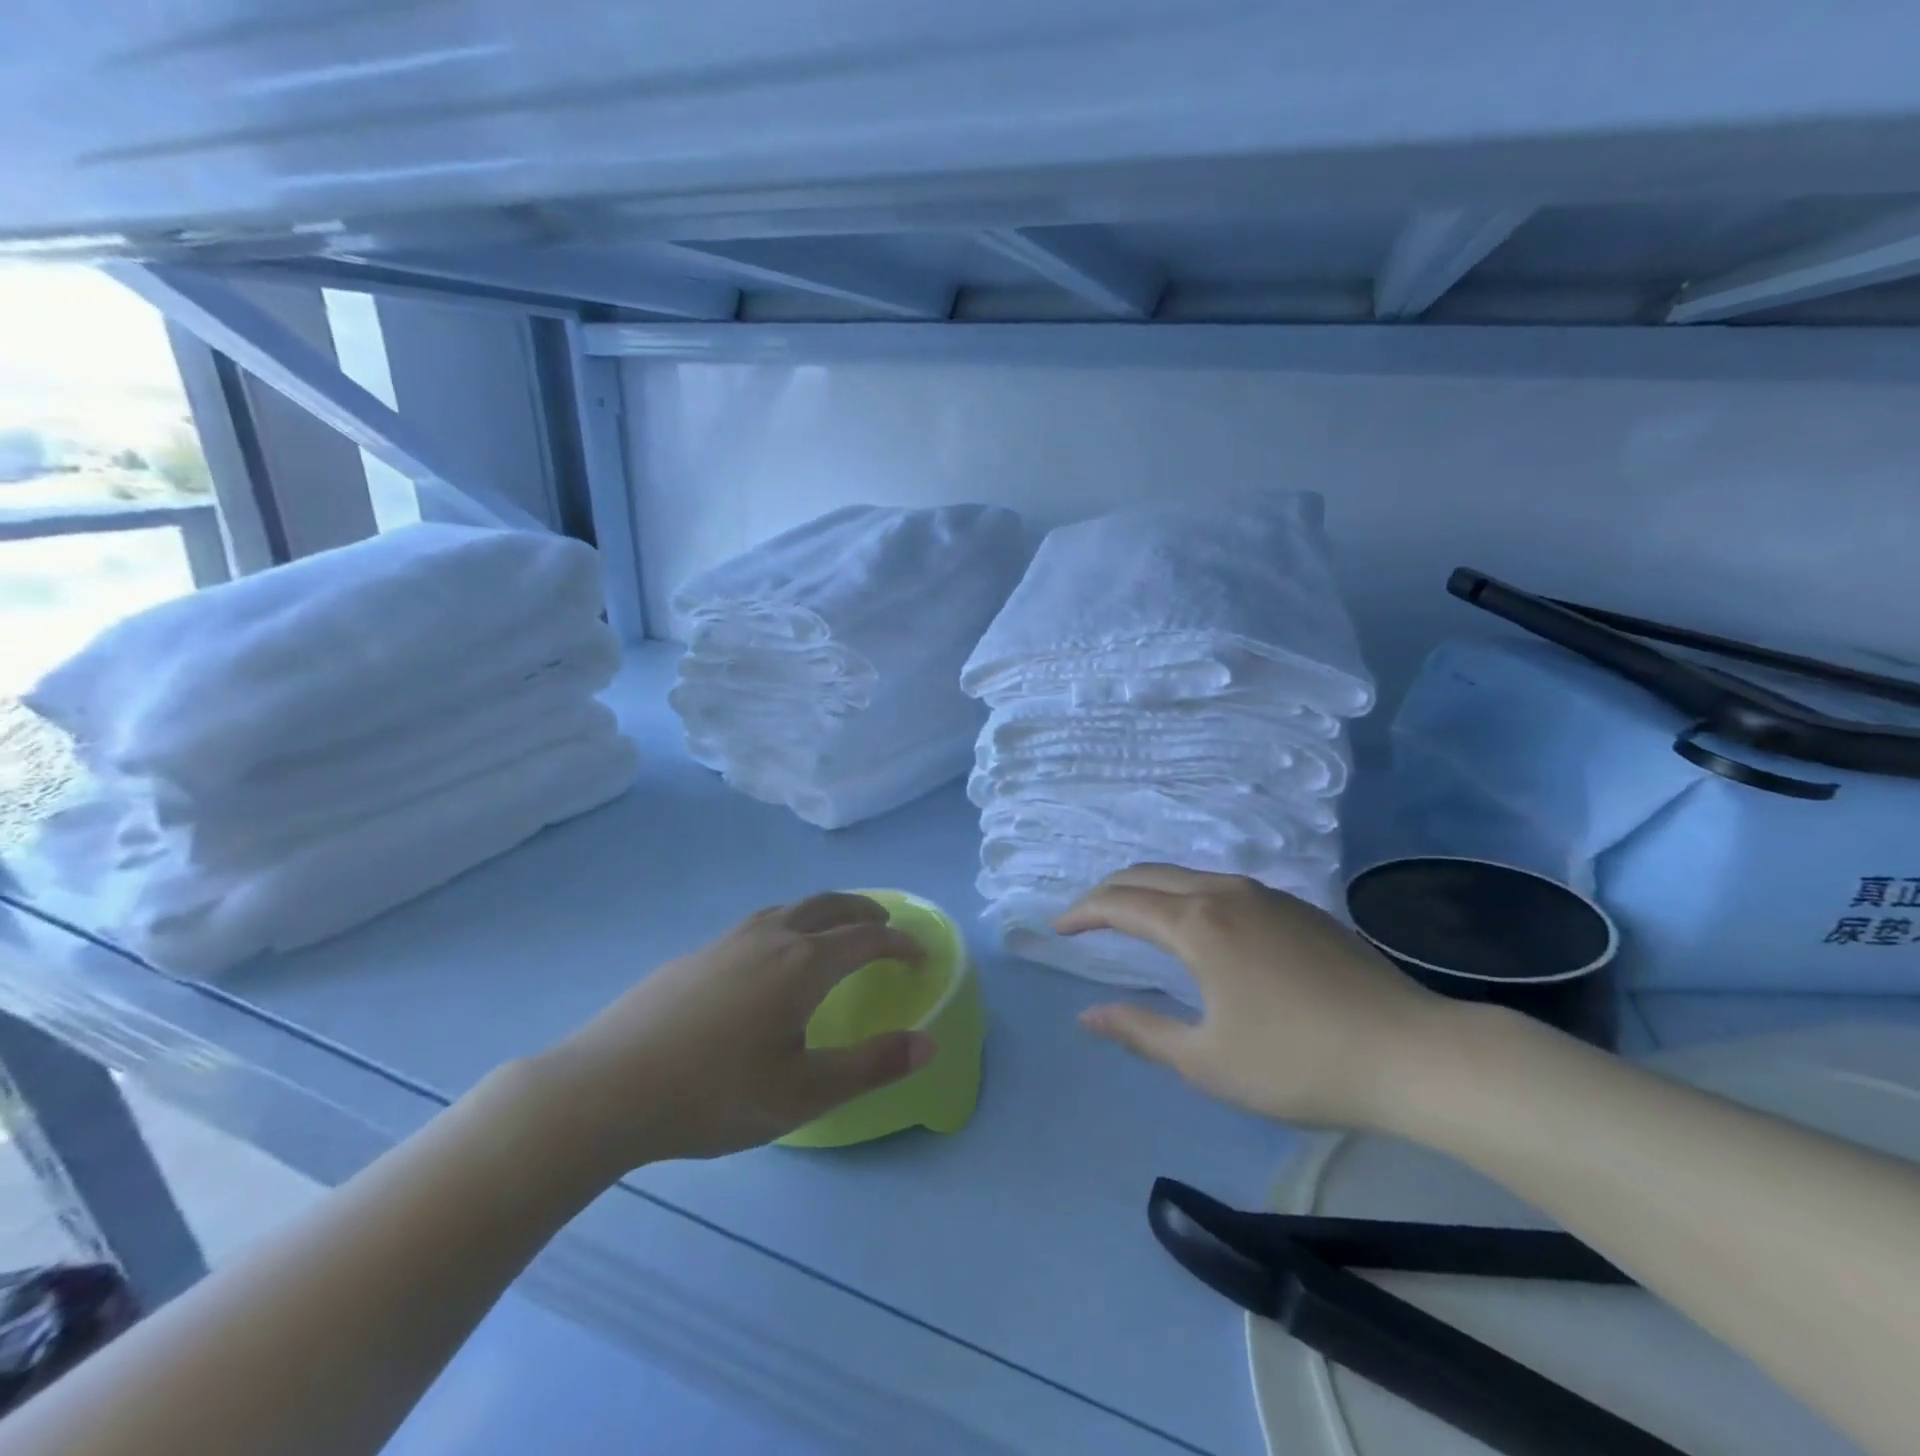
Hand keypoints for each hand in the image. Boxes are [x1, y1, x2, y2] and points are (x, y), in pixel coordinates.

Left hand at [537, 893, 933, 1168]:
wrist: (605, 1088)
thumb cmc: (714, 1094)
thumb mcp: (803, 1093)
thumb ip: (871, 1066)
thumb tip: (929, 1044)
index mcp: (803, 964)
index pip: (867, 938)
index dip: (900, 943)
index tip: (919, 954)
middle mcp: (771, 937)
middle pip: (830, 905)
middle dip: (865, 912)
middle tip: (885, 928)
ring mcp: (729, 940)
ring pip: (792, 908)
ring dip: (826, 912)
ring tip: (835, 933)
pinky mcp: (698, 953)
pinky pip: (761, 922)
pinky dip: (790, 923)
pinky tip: (772, 958)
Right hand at [1058, 865, 1451, 1130]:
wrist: (1414, 1053)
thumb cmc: (1299, 1063)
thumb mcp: (1206, 1061)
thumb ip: (1140, 1031)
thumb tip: (1088, 1014)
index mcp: (1197, 925)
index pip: (1120, 903)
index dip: (1083, 913)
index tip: (1059, 928)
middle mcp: (1226, 893)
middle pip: (1150, 875)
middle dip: (1110, 891)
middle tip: (1086, 918)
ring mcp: (1267, 895)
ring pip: (1189, 876)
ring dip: (1151, 890)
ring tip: (1134, 919)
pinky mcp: (1298, 908)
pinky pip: (1223, 886)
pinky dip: (1188, 895)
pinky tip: (1200, 927)